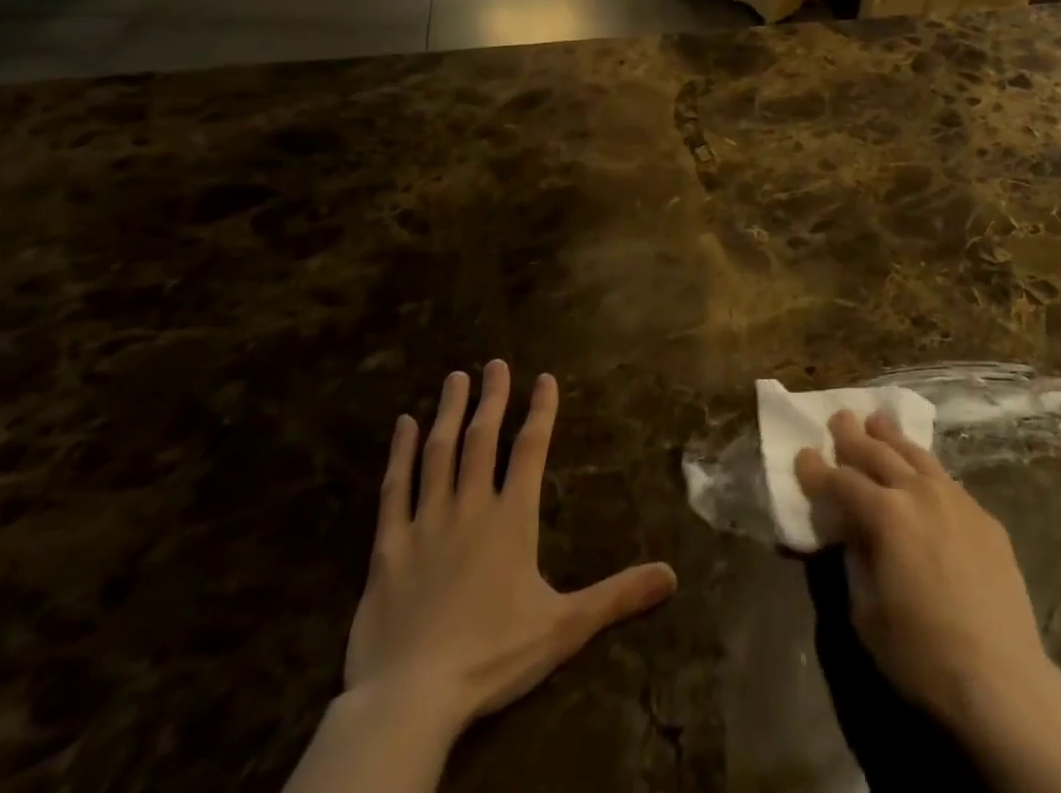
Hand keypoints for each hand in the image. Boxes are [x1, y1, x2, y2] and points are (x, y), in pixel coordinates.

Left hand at [344, 361, 677, 737]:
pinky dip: (399, 454)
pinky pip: (393, 489)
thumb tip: (672, 576)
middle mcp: (470, 507)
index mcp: (512, 518)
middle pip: (482, 439)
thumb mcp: (564, 627)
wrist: (411, 698)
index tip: (544, 378)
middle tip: (494, 363)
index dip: (541, 411)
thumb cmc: (492, 656)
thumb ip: (617, 596)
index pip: (531, 450)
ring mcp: (425, 522)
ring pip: (439, 453)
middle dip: (492, 397)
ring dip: (449, 412)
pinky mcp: (388, 546)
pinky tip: (402, 426)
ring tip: (455, 379)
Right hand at [794, 409, 1051, 732]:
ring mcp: (956, 500)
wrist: (1002, 679)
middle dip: (853, 436)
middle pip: (879, 454)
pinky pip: (945, 480)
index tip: (802, 455)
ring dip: (891, 437)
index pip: (841, 482)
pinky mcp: (983, 517)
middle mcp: (918, 493)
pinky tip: (921, 471)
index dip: (817, 470)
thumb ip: (855, 561)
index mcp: (885, 515)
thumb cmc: (922, 654)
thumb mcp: (866, 614)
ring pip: (916, 455)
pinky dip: (924, 468)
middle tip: (839, 418)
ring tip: (877, 421)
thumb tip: (852, 532)